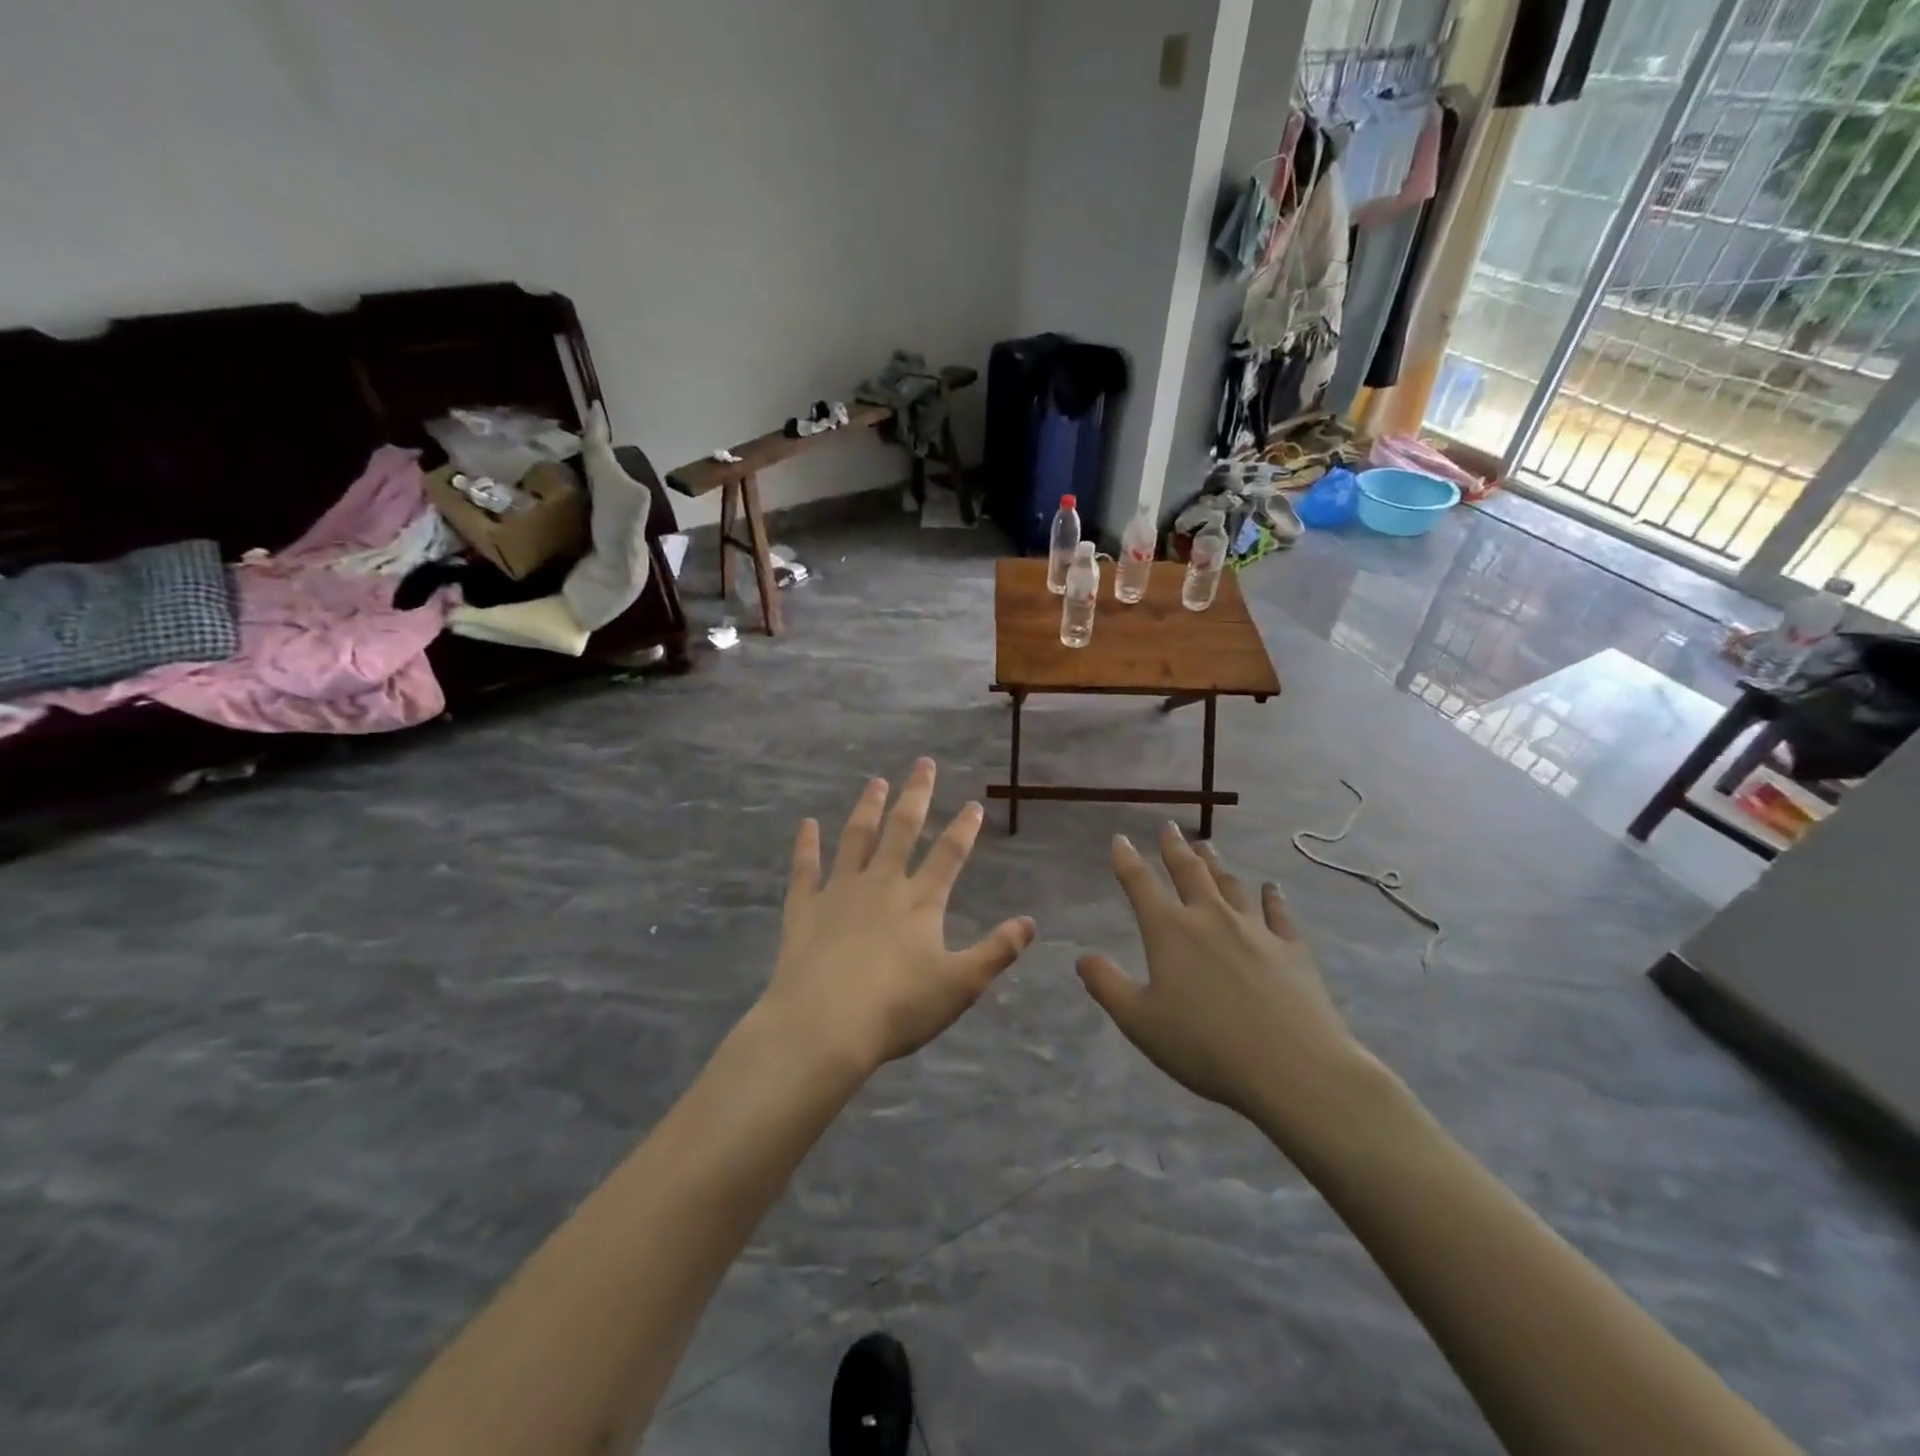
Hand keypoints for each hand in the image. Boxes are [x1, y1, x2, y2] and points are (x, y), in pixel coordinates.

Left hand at [763, 759, 1036, 1075]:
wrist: (824, 1026)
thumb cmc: (898, 1008)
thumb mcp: (960, 985)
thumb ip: (997, 951)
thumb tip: (1030, 922)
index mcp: (921, 902)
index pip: (949, 855)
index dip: (963, 828)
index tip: (973, 803)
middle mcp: (882, 885)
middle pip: (902, 831)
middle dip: (916, 796)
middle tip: (923, 764)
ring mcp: (840, 892)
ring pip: (857, 839)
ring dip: (868, 808)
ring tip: (875, 782)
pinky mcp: (804, 909)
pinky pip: (805, 869)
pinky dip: (806, 845)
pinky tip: (807, 824)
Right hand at [1076, 824, 1373, 1135]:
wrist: (1293, 1068)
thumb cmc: (1205, 1046)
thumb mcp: (1140, 1022)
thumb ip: (1107, 985)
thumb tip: (1082, 957)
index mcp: (1170, 931)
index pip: (1141, 884)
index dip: (1127, 859)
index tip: (1120, 839)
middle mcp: (1210, 918)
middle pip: (1189, 872)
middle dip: (1174, 847)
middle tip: (1168, 827)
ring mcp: (1255, 929)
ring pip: (1230, 884)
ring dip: (1215, 863)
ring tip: (1206, 845)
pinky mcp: (1291, 948)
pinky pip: (1278, 912)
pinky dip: (1272, 897)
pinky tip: (1270, 888)